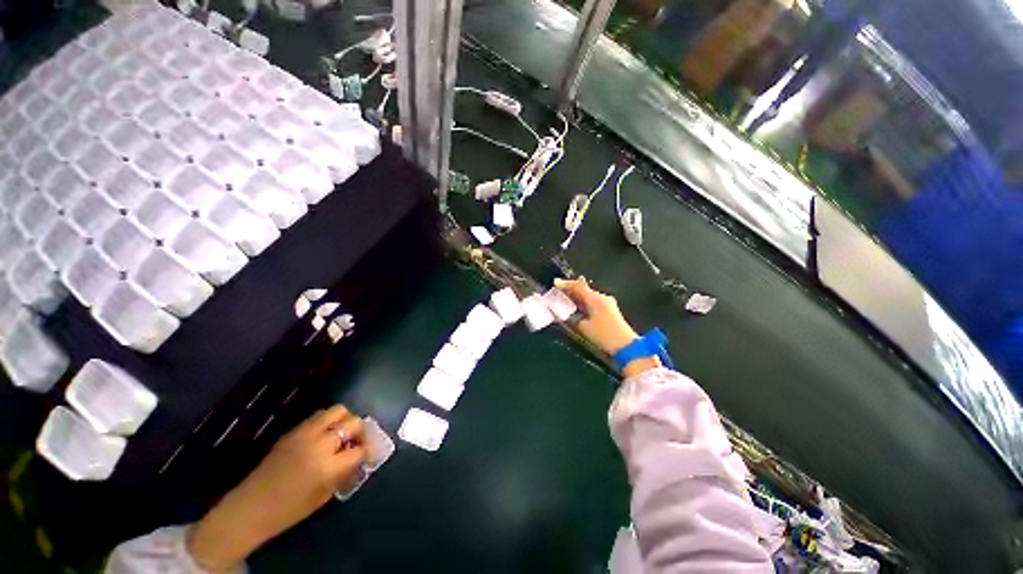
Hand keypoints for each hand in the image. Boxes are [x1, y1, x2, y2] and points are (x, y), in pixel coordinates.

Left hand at [188, 406, 366, 570]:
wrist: (250, 508)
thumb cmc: (289, 510)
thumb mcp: (324, 495)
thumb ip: (344, 472)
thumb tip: (359, 457)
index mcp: (329, 467)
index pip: (361, 449)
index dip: (369, 450)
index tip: (370, 453)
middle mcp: (320, 445)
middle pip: (353, 423)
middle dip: (361, 431)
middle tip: (358, 440)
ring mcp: (305, 434)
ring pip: (337, 410)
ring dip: (344, 420)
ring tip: (342, 432)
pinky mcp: (293, 430)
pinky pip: (318, 416)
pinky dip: (327, 421)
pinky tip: (324, 434)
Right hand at [555, 278, 660, 377]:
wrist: (626, 346)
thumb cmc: (604, 335)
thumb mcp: (583, 328)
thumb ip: (572, 318)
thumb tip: (565, 314)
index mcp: (595, 299)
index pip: (578, 286)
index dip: (566, 284)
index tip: (555, 283)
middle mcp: (602, 298)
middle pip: (584, 289)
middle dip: (570, 290)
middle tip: (558, 292)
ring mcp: (608, 303)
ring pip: (588, 296)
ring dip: (577, 297)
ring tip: (565, 300)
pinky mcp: (610, 310)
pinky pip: (593, 301)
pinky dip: (584, 302)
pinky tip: (577, 308)